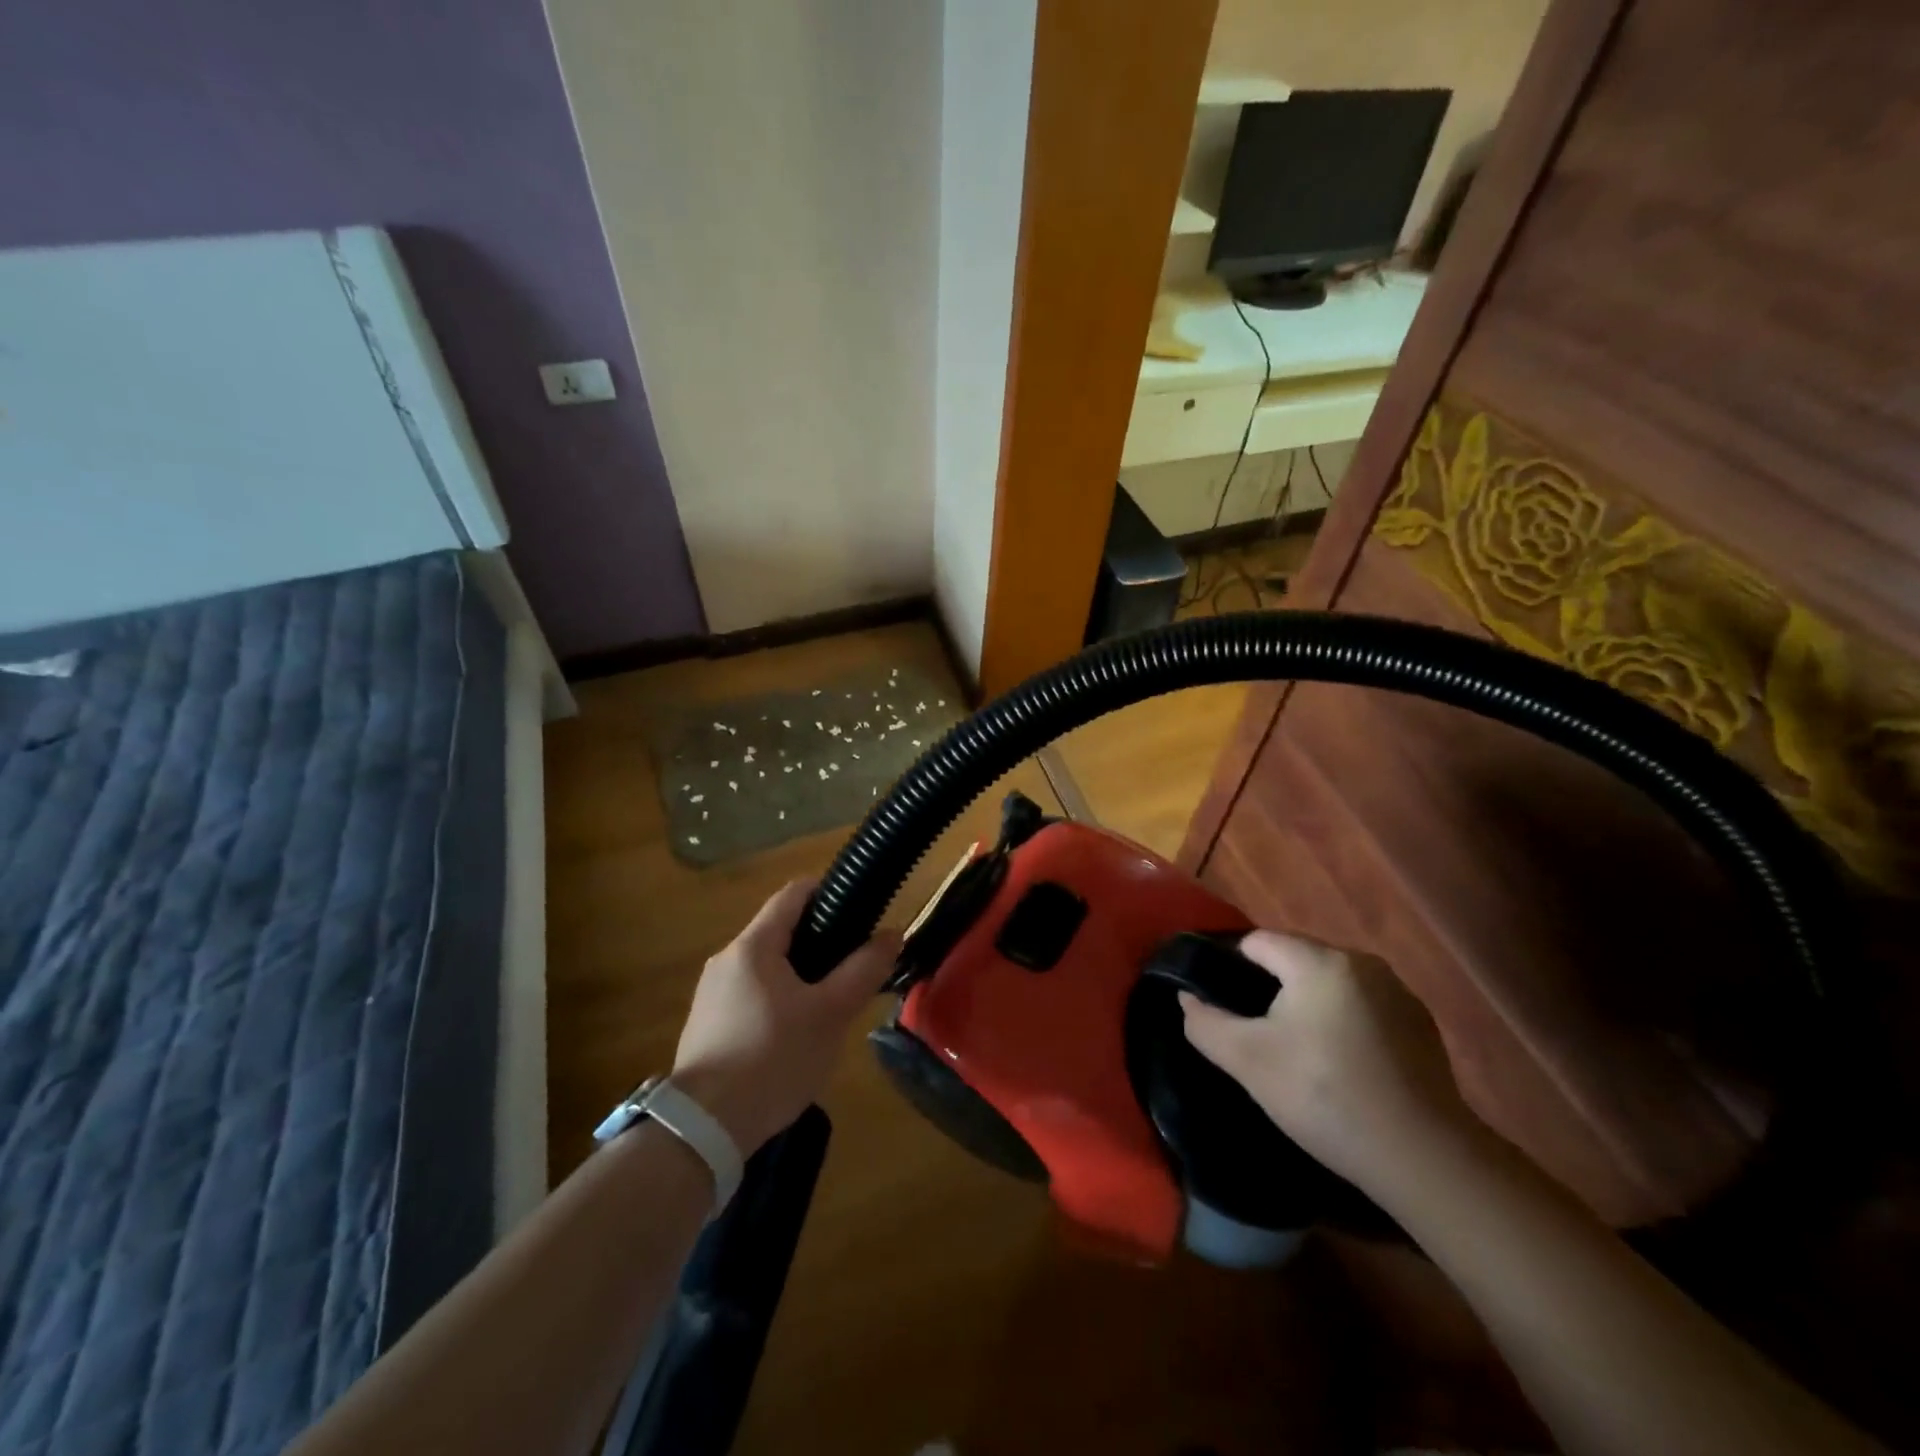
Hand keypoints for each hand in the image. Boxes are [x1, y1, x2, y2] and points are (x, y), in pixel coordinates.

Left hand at [671, 880, 900, 1154]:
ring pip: (766, 967)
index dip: (829, 892)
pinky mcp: (705, 1026)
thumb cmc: (773, 1059)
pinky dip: (778, 1000)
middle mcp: (726, 959)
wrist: (703, 1130)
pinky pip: (751, 995)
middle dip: (820, 942)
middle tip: (854, 968)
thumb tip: (891, 933)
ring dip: (800, 975)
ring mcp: (711, 994)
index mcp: (753, 945)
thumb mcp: (830, 1014)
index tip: (861, 910)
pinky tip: (794, 1036)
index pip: (794, 893)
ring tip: (830, 1006)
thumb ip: (863, 970)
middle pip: (780, 931)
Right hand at [1179, 930, 1474, 1196]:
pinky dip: (1343, 1023)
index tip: (1224, 1008)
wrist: (1424, 1159)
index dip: (1231, 970)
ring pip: (1329, 983)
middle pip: (1295, 959)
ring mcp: (1397, 992)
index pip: (1257, 942)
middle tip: (1258, 1036)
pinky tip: (1342, 1065)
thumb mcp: (1248, 1061)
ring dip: (1308, 1006)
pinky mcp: (1420, 1024)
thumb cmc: (1325, 1096)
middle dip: (1271, 989)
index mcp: (1319, 961)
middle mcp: (1361, 962)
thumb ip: (1205, 1022)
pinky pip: (1362, 1006)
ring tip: (1298, 1053)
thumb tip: (1187, 997)